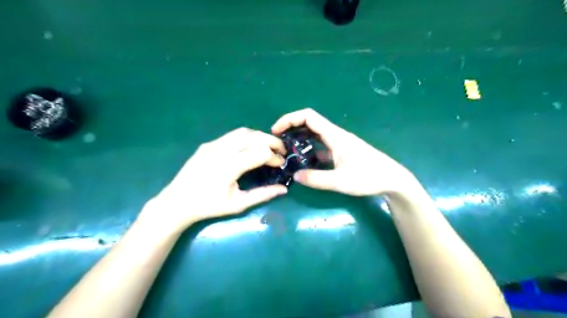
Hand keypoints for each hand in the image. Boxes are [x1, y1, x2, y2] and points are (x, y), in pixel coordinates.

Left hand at [140, 127, 289, 232]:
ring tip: (267, 146)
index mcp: (230, 166)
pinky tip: (249, 147)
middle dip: (272, 141)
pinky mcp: (208, 144)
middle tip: (281, 151)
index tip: (280, 164)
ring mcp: (214, 144)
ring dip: (259, 136)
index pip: (261, 152)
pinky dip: (247, 137)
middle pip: (255, 136)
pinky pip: (232, 135)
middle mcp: (222, 149)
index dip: (275, 157)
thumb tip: (284, 189)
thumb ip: (263, 194)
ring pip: (244, 132)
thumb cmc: (209, 206)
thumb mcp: (238, 204)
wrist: (177, 201)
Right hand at [272, 108, 416, 194]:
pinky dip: (309, 149)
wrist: (392, 179)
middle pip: (309, 123)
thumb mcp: (341, 181)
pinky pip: (321, 146)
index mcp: (335, 135)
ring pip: (315, 135)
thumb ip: (317, 179)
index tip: (276, 130)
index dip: (289, 119)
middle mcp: (335, 135)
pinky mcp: (341, 151)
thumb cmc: (369, 177)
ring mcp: (339, 143)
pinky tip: (304, 162)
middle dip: (291, 128)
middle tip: (278, 142)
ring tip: (287, 151)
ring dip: (300, 139)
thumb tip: (294, 175)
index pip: (308, 117)